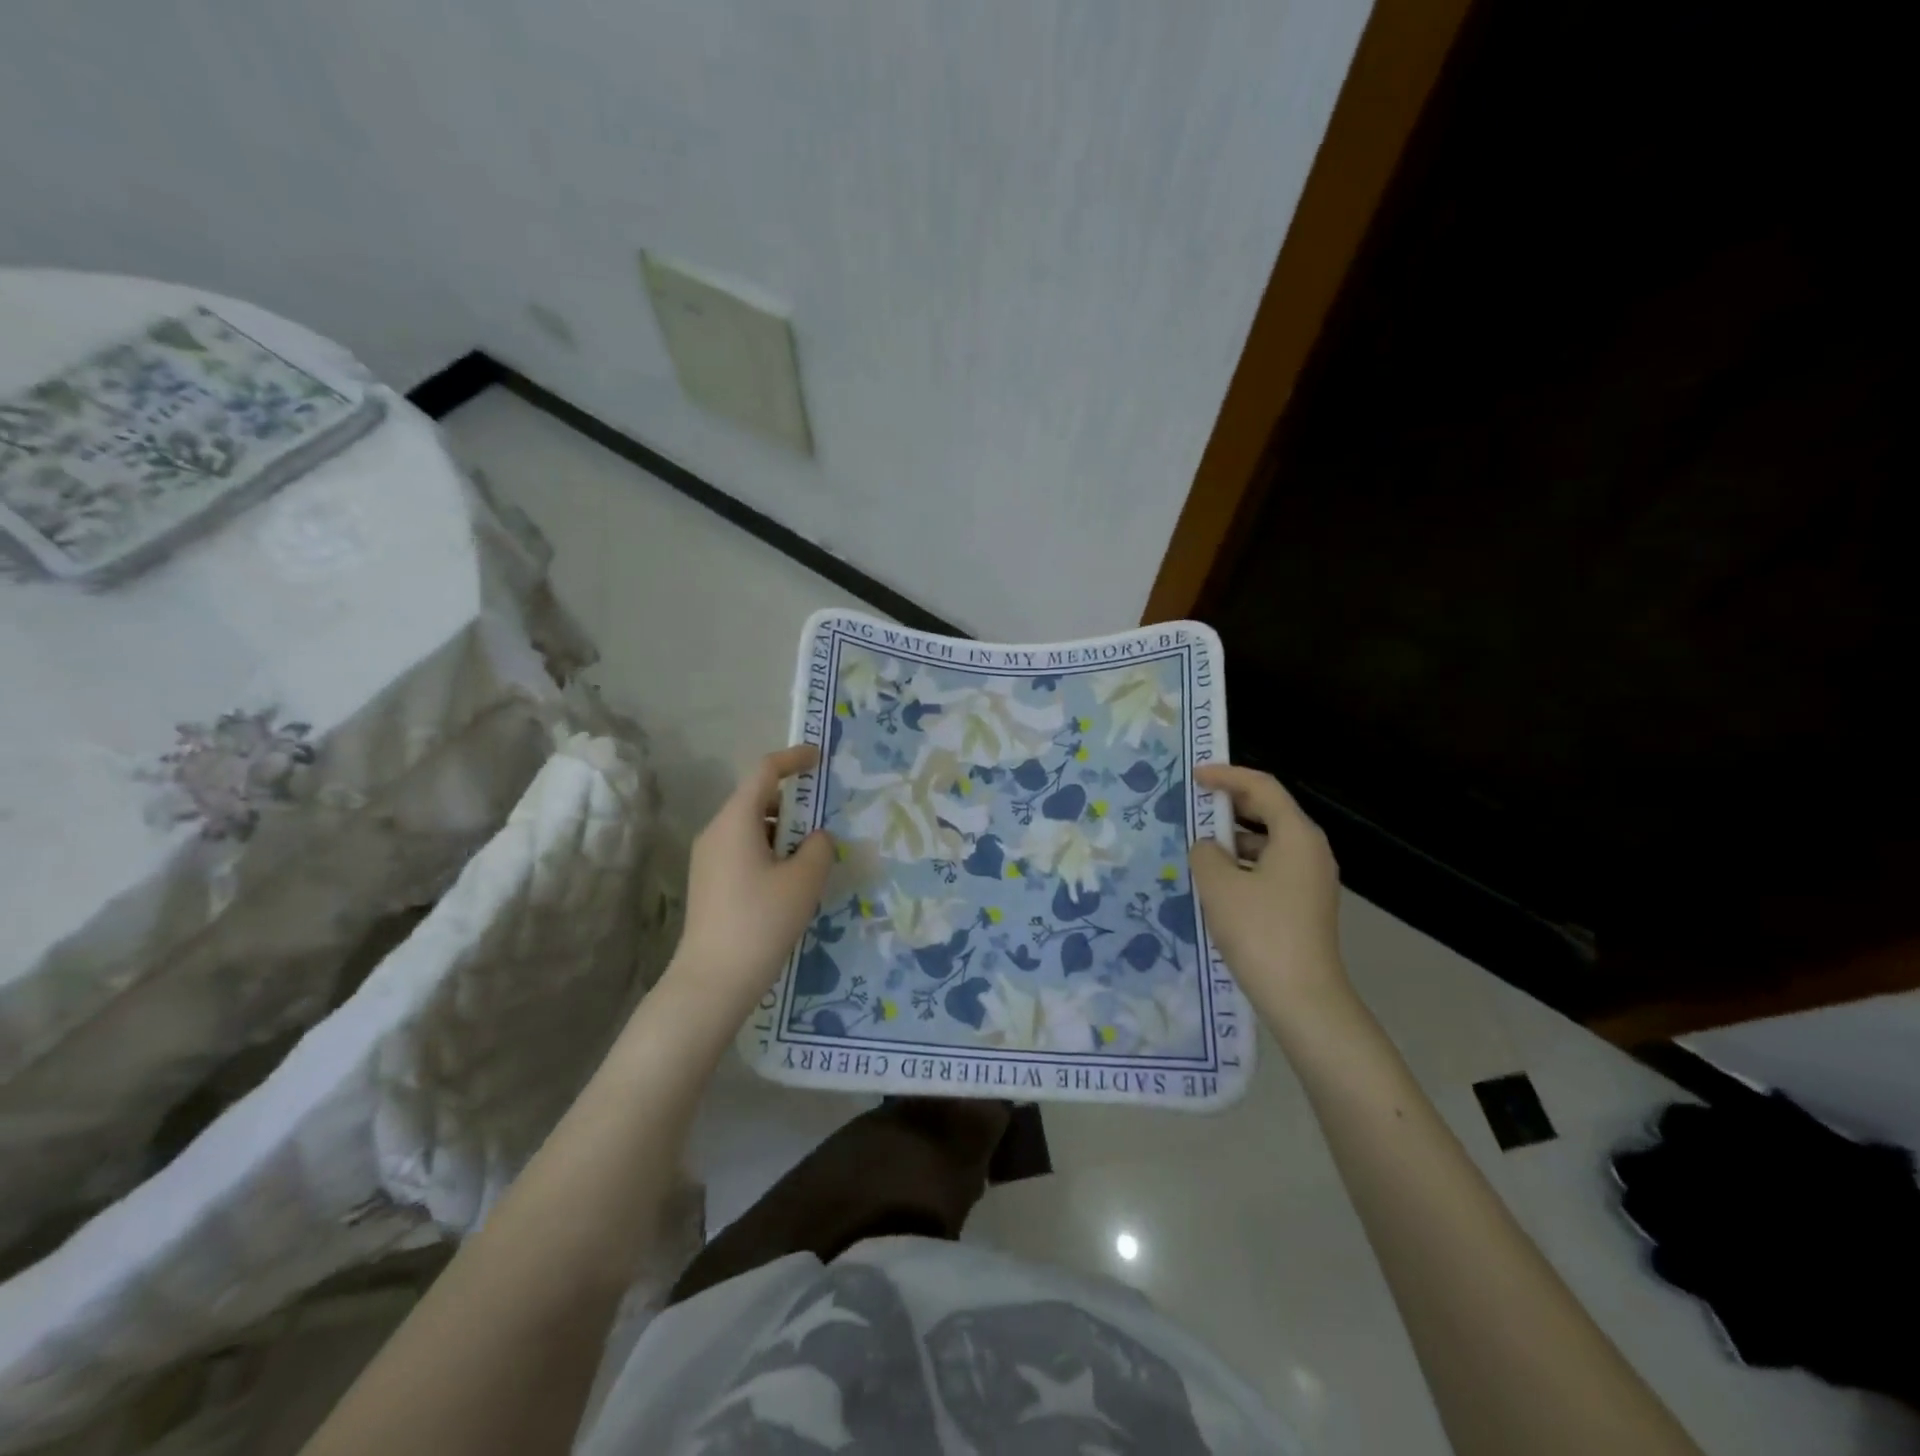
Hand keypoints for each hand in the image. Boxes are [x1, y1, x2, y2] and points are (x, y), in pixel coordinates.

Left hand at [669, 745, 833, 1010]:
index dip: (793, 759)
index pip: (764, 772)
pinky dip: (770, 850)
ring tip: (814, 854)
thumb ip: (819, 847)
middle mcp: (716, 832)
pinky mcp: (709, 882)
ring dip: (784, 831)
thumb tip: (816, 838)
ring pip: (751, 828)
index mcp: (735, 821)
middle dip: (794, 802)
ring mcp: (708, 859)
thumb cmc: (761, 921)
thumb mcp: (804, 880)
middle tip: (826, 818)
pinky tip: (791, 879)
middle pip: (757, 799)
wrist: (712, 981)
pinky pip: (743, 850)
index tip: (819, 759)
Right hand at [1189, 764, 1346, 1020]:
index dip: (1227, 776)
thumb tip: (1209, 848)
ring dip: (1234, 840)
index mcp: (1297, 835)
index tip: (1195, 776)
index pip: (1262, 787)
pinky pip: (1270, 869)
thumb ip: (1206, 853)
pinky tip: (1216, 884)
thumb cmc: (1259, 931)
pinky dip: (1243, 866)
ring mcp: (1311, 880)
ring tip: (1198, 848)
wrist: (1302, 998)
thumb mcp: (1219, 885)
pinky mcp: (1304, 905)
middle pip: (1269, 812)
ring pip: (1268, 843)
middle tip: (1194, 805)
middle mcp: (1311, 851)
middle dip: (1230, 805)